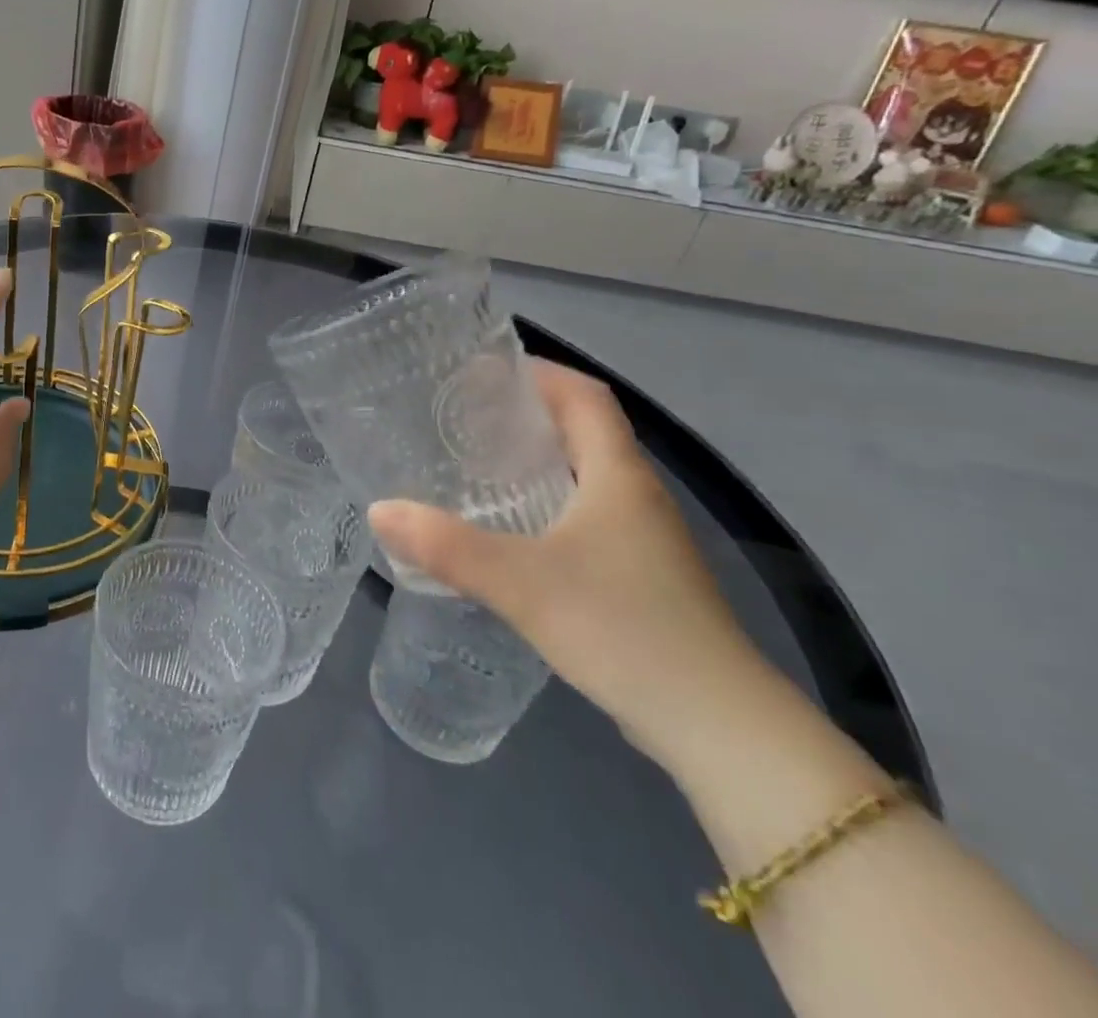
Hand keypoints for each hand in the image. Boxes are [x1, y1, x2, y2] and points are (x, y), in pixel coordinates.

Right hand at [368, 361, 772, 768]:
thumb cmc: (624, 629)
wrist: (718, 727)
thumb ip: (446, 546)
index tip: (481, 371)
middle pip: (582, 430)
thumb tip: (380, 510)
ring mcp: (642, 539)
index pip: (584, 395)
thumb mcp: (522, 583)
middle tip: (458, 417)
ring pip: (582, 476)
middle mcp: (635, 495)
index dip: (537, 372)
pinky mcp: (639, 576)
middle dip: (523, 414)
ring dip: (532, 461)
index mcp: (617, 475)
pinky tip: (506, 532)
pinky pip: (583, 517)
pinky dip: (543, 506)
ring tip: (471, 466)